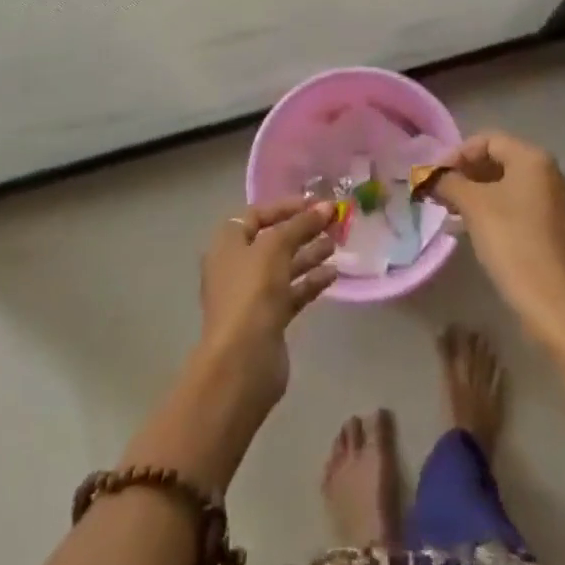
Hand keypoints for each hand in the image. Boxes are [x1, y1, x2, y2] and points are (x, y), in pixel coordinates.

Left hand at [196, 199, 337, 415]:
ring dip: (309, 254)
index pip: (257, 215)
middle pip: (273, 240)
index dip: (286, 207)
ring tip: (337, 243)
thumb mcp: (275, 247)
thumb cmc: (252, 292)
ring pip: (284, 267)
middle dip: (302, 230)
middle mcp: (237, 266)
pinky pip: (292, 292)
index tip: (316, 203)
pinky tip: (333, 274)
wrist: (242, 361)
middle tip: (333, 222)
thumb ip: (301, 224)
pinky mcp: (268, 319)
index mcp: (228, 244)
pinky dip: (310, 282)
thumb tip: (326, 206)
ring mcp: (252, 295)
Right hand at [433, 133, 564, 381]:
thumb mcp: (474, 207)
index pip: (489, 140)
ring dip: (479, 194)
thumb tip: (429, 176)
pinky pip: (524, 208)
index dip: (457, 154)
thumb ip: (448, 183)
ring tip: (452, 214)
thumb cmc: (513, 245)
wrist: (556, 306)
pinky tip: (477, 231)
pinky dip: (498, 211)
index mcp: (535, 160)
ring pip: (512, 187)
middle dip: (467, 175)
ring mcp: (562, 203)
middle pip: (502, 161)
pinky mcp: (563, 230)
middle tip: (440, 194)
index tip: (434, 176)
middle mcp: (554, 174)